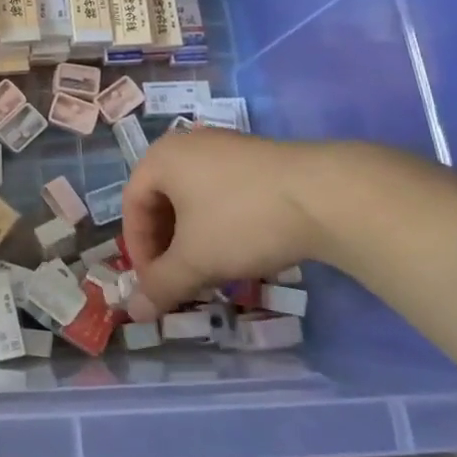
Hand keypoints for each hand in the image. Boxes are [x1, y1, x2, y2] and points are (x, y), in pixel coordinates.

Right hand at [121, 132, 343, 321]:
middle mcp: (187, 144)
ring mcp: (224, 146)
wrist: (325, 195)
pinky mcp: (256, 157)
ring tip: (211, 269)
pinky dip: (219, 222)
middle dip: (166, 245)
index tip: (156, 284)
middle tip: (180, 279)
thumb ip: (161, 285)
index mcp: (162, 158)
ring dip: (193, 237)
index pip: (132, 205)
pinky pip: (221, 191)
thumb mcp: (195, 259)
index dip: (138, 250)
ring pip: (193, 198)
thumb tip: (134, 311)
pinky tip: (241, 247)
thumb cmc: (242, 221)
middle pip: (161, 199)